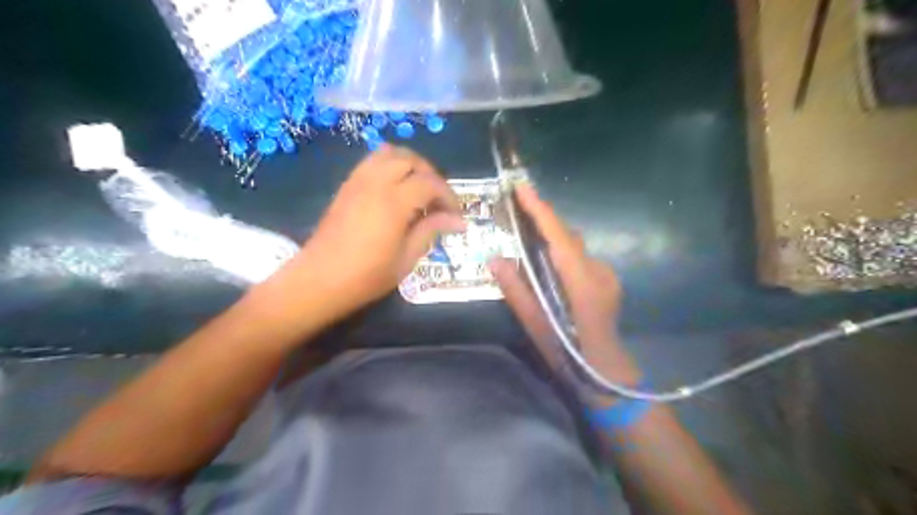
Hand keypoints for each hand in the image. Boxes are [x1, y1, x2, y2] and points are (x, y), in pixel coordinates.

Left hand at [294, 143, 465, 315]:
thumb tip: (459, 221)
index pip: (430, 183)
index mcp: (394, 202)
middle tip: (438, 201)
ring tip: (418, 189)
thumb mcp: (406, 258)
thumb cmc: (366, 276)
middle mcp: (376, 183)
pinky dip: (390, 166)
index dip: (448, 196)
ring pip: (389, 153)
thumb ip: (431, 230)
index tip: (455, 216)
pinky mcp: (346, 186)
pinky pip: (371, 162)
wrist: (319, 281)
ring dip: (410, 165)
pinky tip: (395, 191)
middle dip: (431, 175)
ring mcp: (357, 181)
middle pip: (411, 159)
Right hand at [491, 184, 638, 390]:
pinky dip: (562, 252)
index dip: (541, 211)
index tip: (522, 188)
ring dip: (552, 237)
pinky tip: (550, 266)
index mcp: (582, 285)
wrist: (607, 375)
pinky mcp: (608, 280)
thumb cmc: (569, 355)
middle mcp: (599, 273)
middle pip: (568, 237)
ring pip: (575, 246)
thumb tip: (495, 259)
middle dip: (543, 220)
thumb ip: (516, 291)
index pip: (559, 239)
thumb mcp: (536, 326)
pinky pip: (581, 257)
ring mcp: (608, 275)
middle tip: (516, 210)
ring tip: (527, 237)